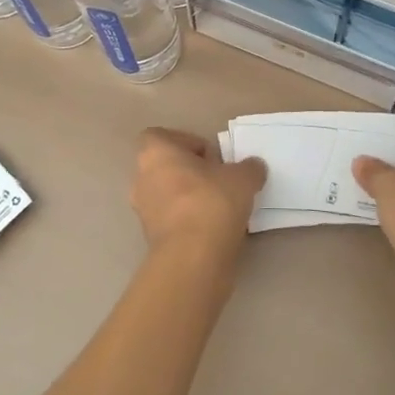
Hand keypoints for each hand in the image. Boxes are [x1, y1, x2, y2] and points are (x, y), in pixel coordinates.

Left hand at [130, 128, 267, 264]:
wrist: (193, 258)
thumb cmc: (211, 202)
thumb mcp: (242, 178)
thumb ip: (249, 167)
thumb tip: (253, 167)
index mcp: (155, 153)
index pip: (162, 136)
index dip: (187, 142)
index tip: (212, 157)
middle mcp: (141, 178)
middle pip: (166, 166)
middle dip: (192, 172)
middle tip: (219, 180)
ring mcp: (143, 210)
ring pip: (168, 194)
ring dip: (190, 197)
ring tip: (221, 206)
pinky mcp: (151, 238)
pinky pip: (171, 219)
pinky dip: (188, 220)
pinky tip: (214, 228)